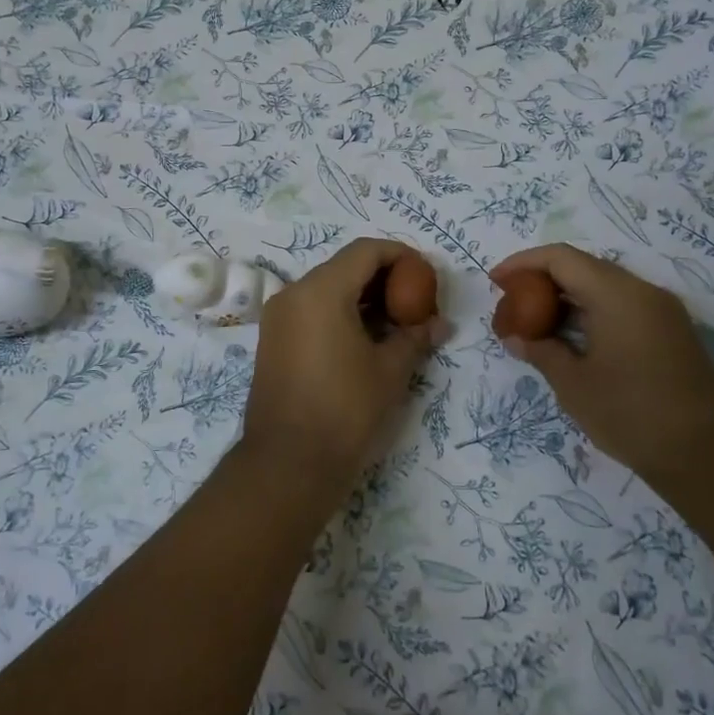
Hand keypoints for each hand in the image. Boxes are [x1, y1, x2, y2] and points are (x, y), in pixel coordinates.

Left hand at [241, 239, 445, 487]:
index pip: (366, 251)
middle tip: (415, 301)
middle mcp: (293, 294)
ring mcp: (278, 317)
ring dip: (362, 297)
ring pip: (326, 289)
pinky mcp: (273, 340)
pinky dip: (340, 313)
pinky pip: (311, 310)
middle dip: (383, 278)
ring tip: (396, 323)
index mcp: (321, 291)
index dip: (400, 255)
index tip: (426, 275)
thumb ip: (415, 337)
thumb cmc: (345, 410)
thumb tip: (440, 324)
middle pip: (344, 267)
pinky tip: (366, 339)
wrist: (288, 463)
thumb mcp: (390, 371)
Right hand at [490, 245, 713, 483]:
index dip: (523, 263)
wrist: (711, 454)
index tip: (496, 282)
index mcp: (616, 294)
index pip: (561, 258)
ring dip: (566, 299)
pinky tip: (570, 340)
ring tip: (534, 325)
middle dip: (542, 281)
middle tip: (512, 305)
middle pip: (583, 268)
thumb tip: (516, 338)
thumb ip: (541, 352)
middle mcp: (642, 291)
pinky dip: (589, 314)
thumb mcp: (574, 384)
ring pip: (603, 288)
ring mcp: (661, 312)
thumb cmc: (632, 413)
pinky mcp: (670, 333)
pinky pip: (621, 307)